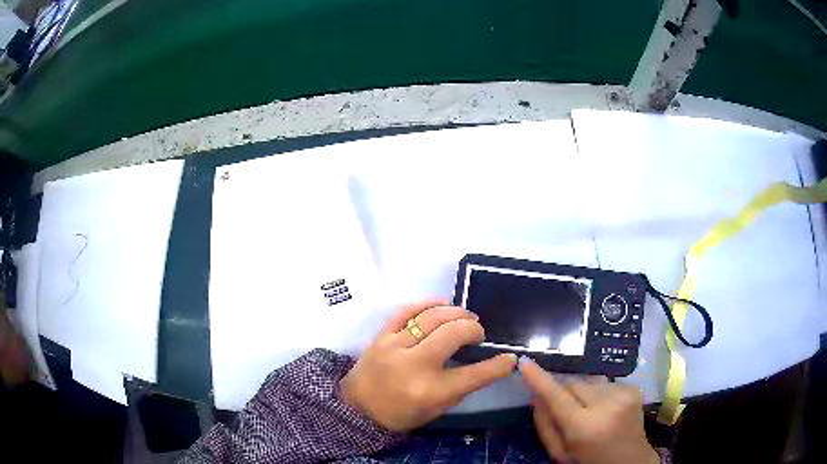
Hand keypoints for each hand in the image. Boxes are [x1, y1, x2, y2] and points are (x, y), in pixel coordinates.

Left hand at [338, 300, 516, 431]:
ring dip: (455, 312)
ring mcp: (394, 347)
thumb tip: (487, 365)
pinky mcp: (381, 336)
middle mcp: (413, 366)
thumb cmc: (400, 414)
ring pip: (431, 317)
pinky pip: (405, 311)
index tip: (509, 358)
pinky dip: (426, 304)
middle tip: (479, 332)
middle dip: (473, 328)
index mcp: (430, 392)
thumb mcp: (436, 410)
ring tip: (465, 317)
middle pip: (453, 334)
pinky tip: (441, 304)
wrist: (357, 408)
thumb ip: (461, 387)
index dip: (497, 365)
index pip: (473, 375)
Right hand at [519, 358, 658, 463]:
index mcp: (585, 428)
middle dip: (564, 393)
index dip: (539, 379)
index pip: (557, 397)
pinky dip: (599, 394)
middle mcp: (607, 405)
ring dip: (583, 394)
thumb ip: (545, 426)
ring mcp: (624, 394)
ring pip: (589, 382)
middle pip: (573, 384)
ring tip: (590, 413)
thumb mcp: (560, 454)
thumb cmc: (590, 462)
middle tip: (566, 411)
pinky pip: (605, 383)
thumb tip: (534, 397)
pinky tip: (605, 410)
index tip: (524, 363)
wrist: (630, 462)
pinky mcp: (634, 388)